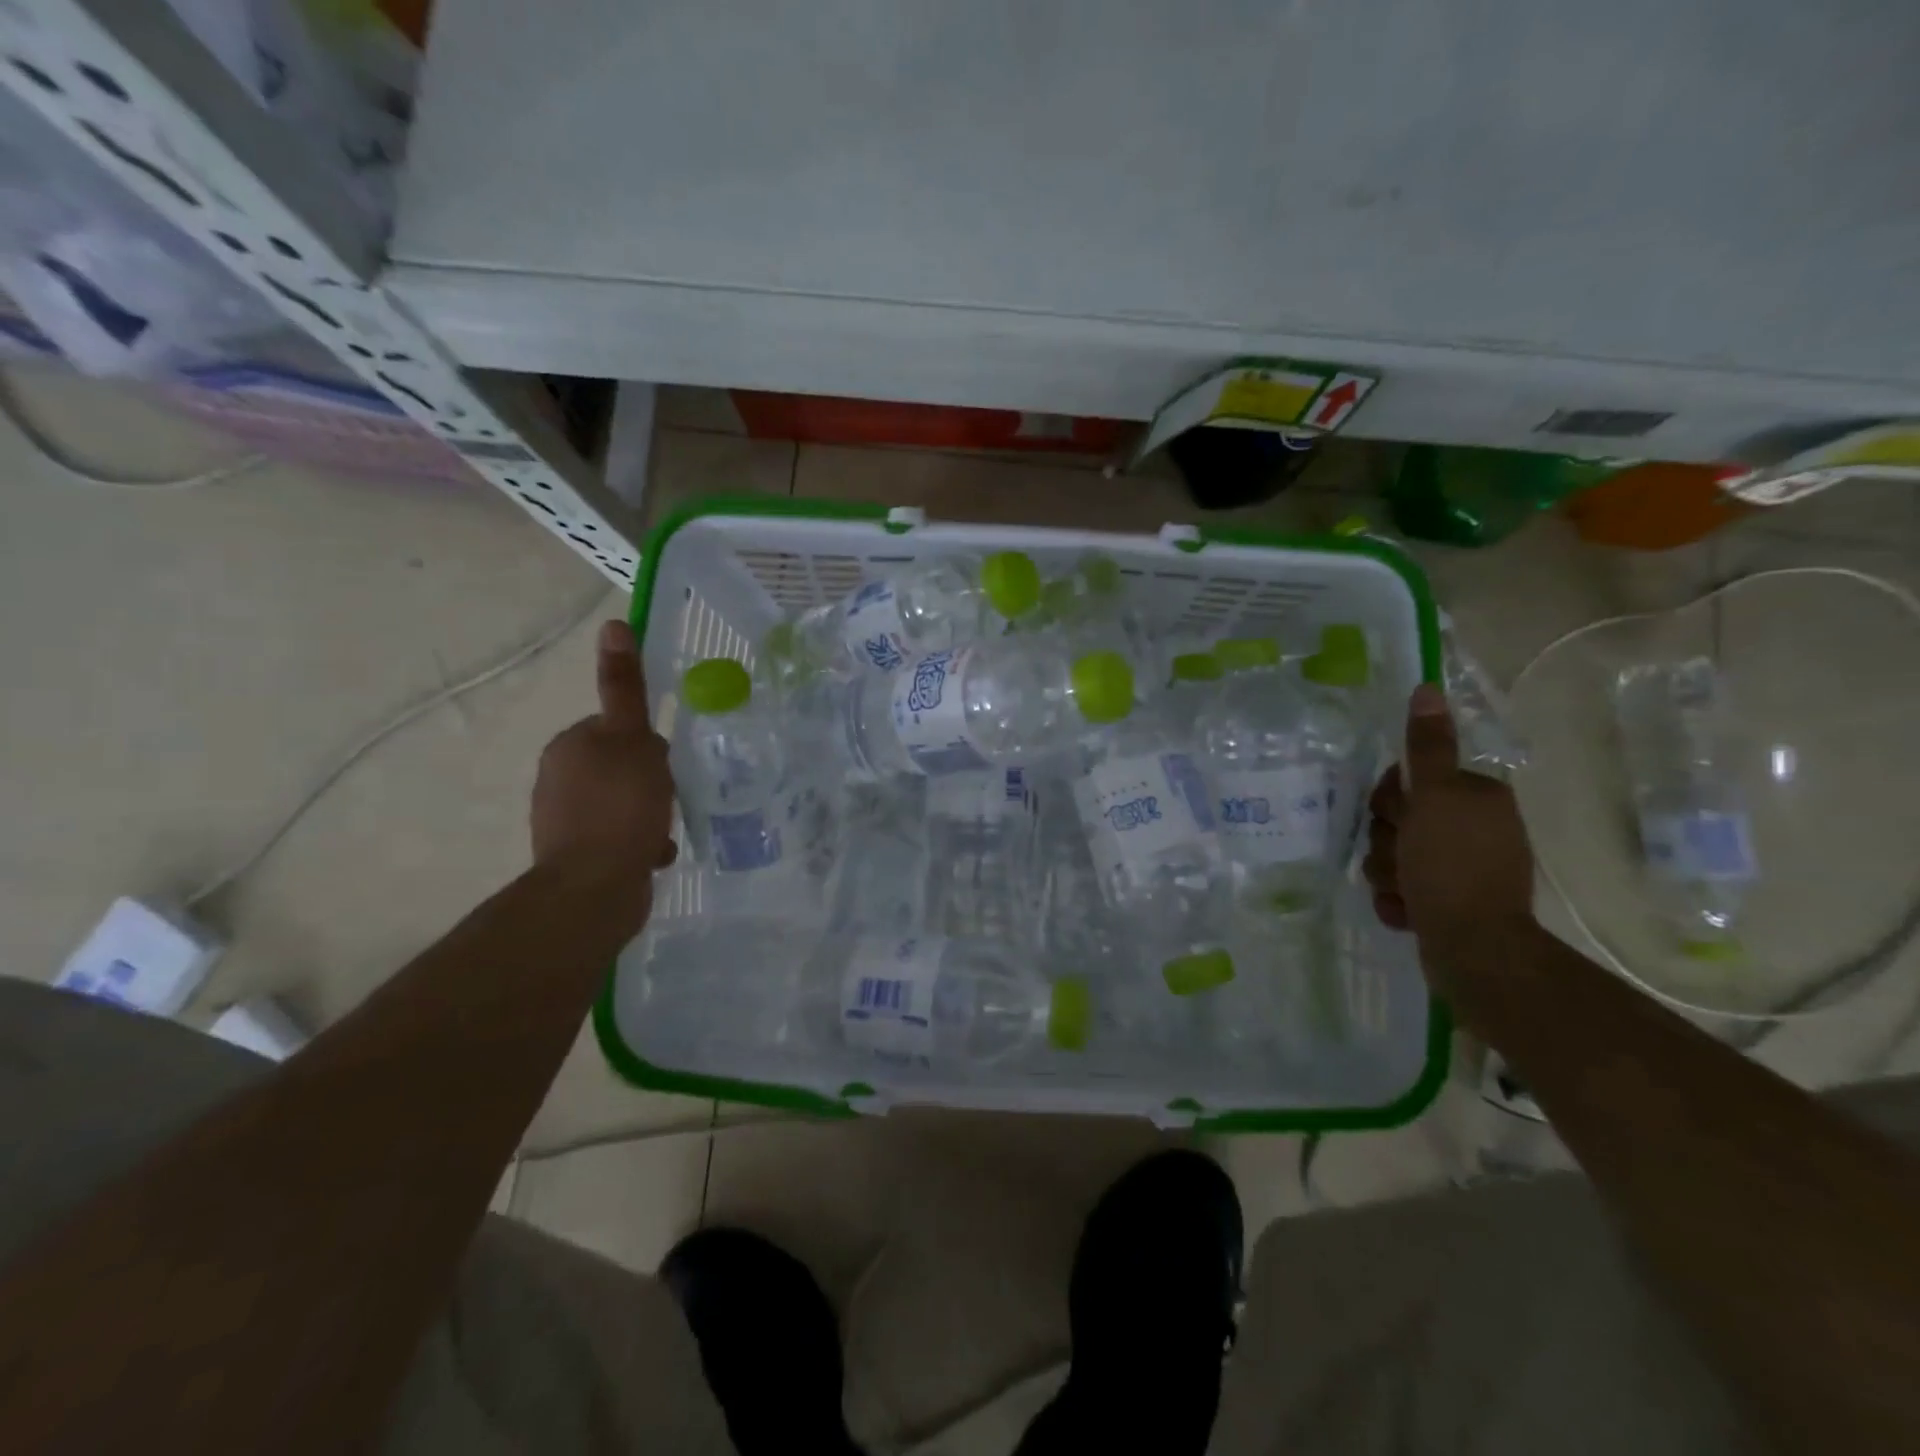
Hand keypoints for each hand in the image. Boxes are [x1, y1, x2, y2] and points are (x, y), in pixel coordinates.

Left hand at [531, 620, 677, 871]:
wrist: (594, 888)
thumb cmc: (620, 807)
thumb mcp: (632, 740)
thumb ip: (625, 687)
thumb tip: (613, 624)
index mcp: (570, 745)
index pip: (618, 729)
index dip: (648, 744)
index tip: (666, 764)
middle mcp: (559, 777)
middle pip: (622, 766)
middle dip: (651, 782)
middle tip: (671, 797)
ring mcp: (564, 819)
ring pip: (622, 803)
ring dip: (648, 814)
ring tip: (663, 830)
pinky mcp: (575, 855)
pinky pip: (617, 836)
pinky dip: (637, 842)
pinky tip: (652, 854)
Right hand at [1363, 684, 1534, 991]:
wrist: (1474, 949)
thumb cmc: (1451, 866)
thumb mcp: (1435, 798)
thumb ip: (1427, 747)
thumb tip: (1428, 689)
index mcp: (1474, 798)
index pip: (1407, 781)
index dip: (1390, 800)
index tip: (1397, 817)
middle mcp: (1472, 828)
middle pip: (1397, 821)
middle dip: (1387, 843)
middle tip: (1401, 859)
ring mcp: (1461, 868)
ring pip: (1394, 856)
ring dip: (1387, 874)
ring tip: (1404, 892)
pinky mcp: (1449, 902)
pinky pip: (1403, 888)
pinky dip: (1398, 900)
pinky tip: (1406, 911)